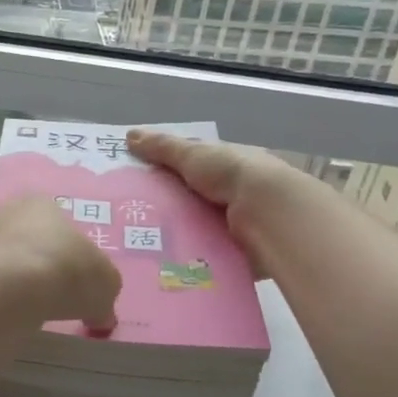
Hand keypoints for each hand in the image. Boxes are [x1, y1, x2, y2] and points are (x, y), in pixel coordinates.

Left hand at [0, 196, 121, 332]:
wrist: (6, 288)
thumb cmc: (64, 272)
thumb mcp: (104, 284)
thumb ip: (103, 293)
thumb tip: (101, 311)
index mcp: (41, 205)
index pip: (54, 223)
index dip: (64, 252)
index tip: (69, 279)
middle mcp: (2, 211)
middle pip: (19, 237)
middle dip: (30, 261)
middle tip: (43, 294)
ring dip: (2, 277)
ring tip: (16, 308)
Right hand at [127, 129, 303, 279]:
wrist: (269, 213)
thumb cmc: (231, 174)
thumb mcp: (192, 154)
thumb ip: (162, 147)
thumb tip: (129, 135)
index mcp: (228, 164)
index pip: (193, 167)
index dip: (166, 172)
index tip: (135, 183)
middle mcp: (235, 192)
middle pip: (193, 199)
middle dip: (167, 207)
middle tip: (129, 218)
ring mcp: (238, 223)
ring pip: (198, 228)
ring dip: (177, 234)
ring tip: (139, 243)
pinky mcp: (238, 250)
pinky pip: (207, 253)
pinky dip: (190, 256)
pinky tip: (163, 262)